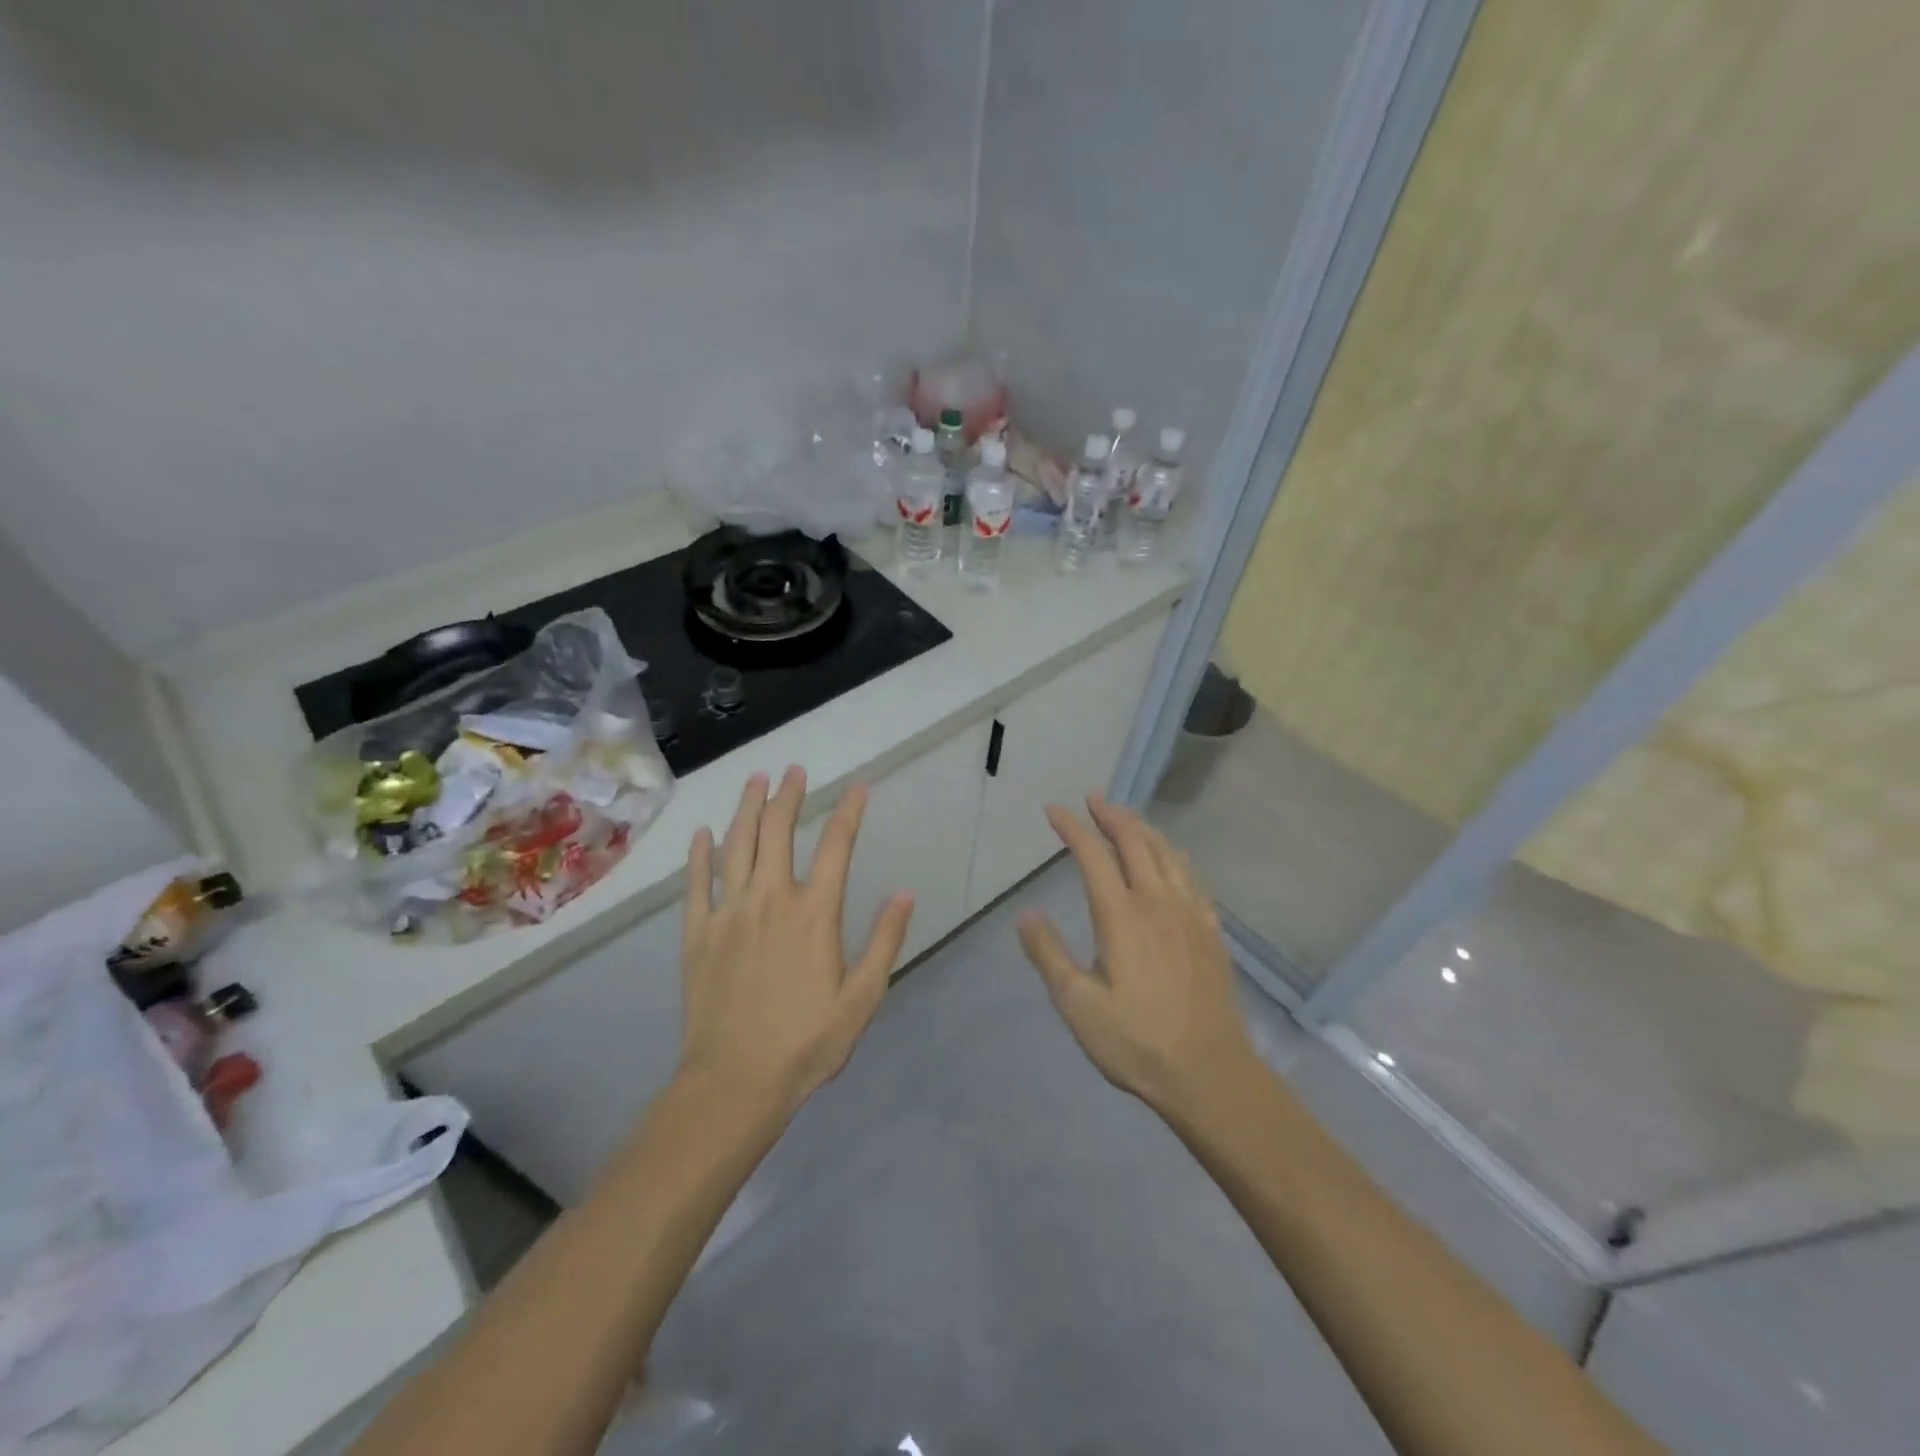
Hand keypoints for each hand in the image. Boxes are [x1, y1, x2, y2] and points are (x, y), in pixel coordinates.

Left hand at [677, 766, 913, 1115]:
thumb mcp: (862, 997)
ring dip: (747, 808)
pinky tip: (703, 833)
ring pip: (737, 845)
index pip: (837, 846)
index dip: (849, 811)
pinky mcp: (698, 933)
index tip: (858, 787)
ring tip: (756, 779)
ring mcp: (729, 912)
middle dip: (789, 795)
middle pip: (779, 831)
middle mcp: (771, 899)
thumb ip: (885, 941)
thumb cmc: (807, 1042)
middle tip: (794, 769)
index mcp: (815, 913)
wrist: (735, 1081)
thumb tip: (904, 892)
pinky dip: (700, 854)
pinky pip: (697, 882)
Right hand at [1018, 794, 1253, 1114]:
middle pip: (1135, 842)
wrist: (1209, 1073)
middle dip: (1111, 815)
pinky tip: (1170, 859)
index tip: (1054, 810)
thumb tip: (1026, 914)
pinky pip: (1191, 876)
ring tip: (1126, 816)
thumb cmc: (1136, 1041)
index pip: (1093, 855)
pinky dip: (1173, 854)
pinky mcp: (1210, 930)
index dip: (1072, 827)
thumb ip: (1049, 954)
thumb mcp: (1077, 1005)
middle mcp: (1157, 902)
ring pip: (1167, 852)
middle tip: (1093, 798)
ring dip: (1143, 828)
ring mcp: (1189, 913)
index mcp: (1121, 916)